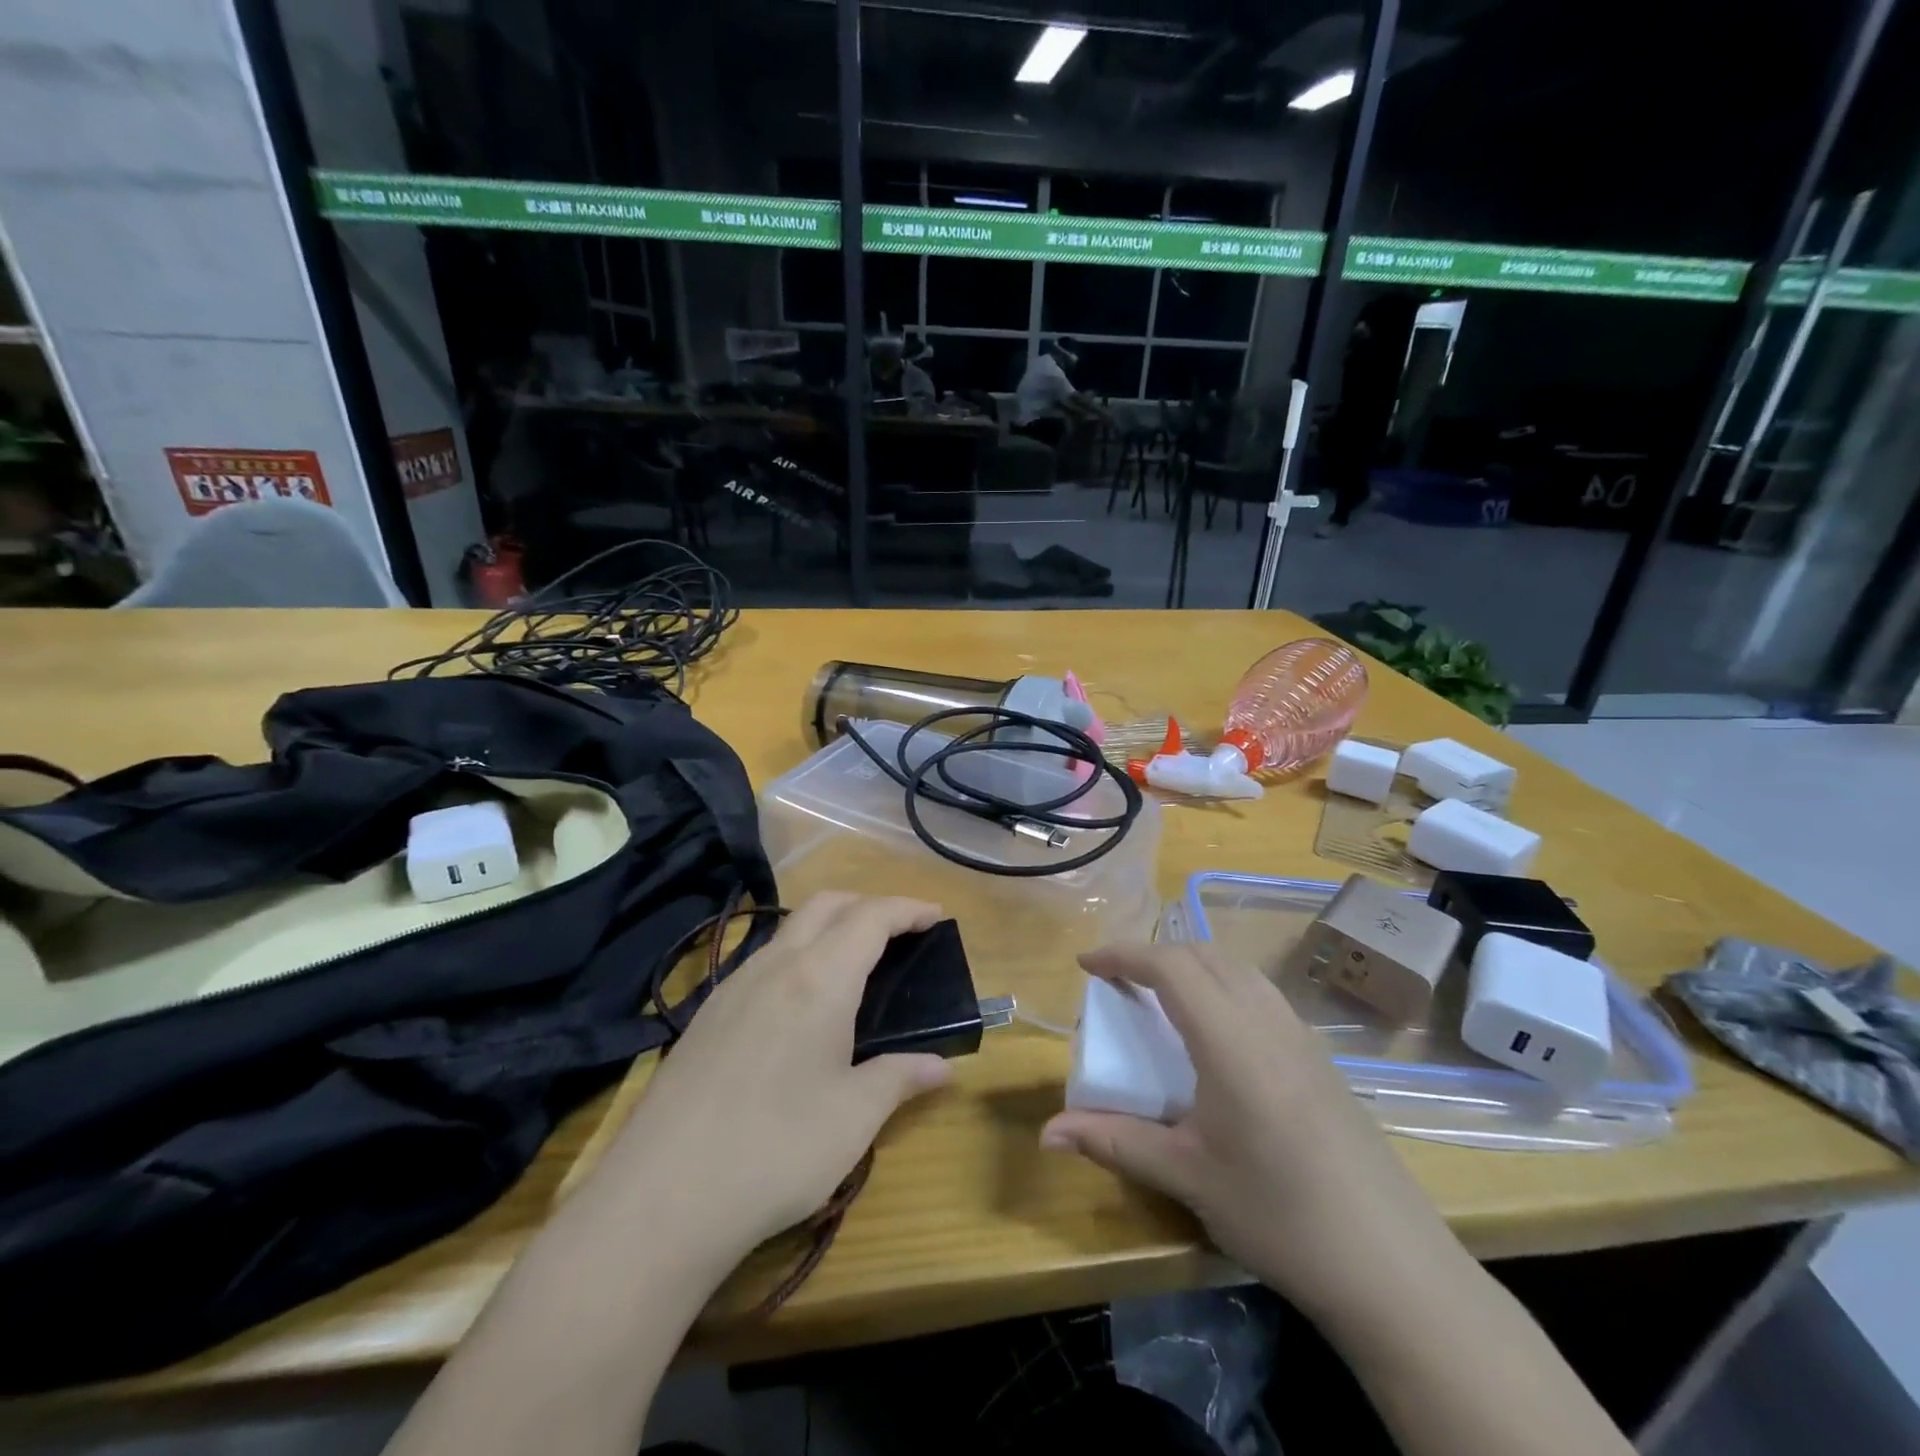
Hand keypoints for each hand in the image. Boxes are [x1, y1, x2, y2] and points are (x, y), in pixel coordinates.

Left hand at [599, 894, 953, 1263]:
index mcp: (820, 978)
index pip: (871, 917)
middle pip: (826, 905)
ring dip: (829, 927)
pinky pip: (763, 959)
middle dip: (868, 905)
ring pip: (789, 929)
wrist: (660, 1199)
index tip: (936, 916)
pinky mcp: (706, 1014)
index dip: (907, 909)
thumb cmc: (776, 1151)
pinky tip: (800, 1004)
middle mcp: (775, 965)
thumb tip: (941, 1067)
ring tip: (855, 966)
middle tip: (900, 933)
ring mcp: (733, 986)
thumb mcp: (854, 1117)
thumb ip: (900, 1078)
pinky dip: (797, 955)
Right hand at [1041, 944, 1459, 1321]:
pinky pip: (1262, 994)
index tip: (1086, 964)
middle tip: (1118, 981)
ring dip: (1192, 966)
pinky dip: (1223, 986)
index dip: (1123, 954)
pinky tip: (1216, 1034)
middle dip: (1154, 954)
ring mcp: (1302, 1037)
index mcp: (1231, 1041)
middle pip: (1204, 955)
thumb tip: (1048, 1133)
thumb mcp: (1187, 1178)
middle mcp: (1268, 1022)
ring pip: (1238, 969)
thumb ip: (1115, 1142)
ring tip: (1161, 997)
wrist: (1393, 1268)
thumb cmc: (1279, 1216)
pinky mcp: (1322, 1059)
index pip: (1170, 967)